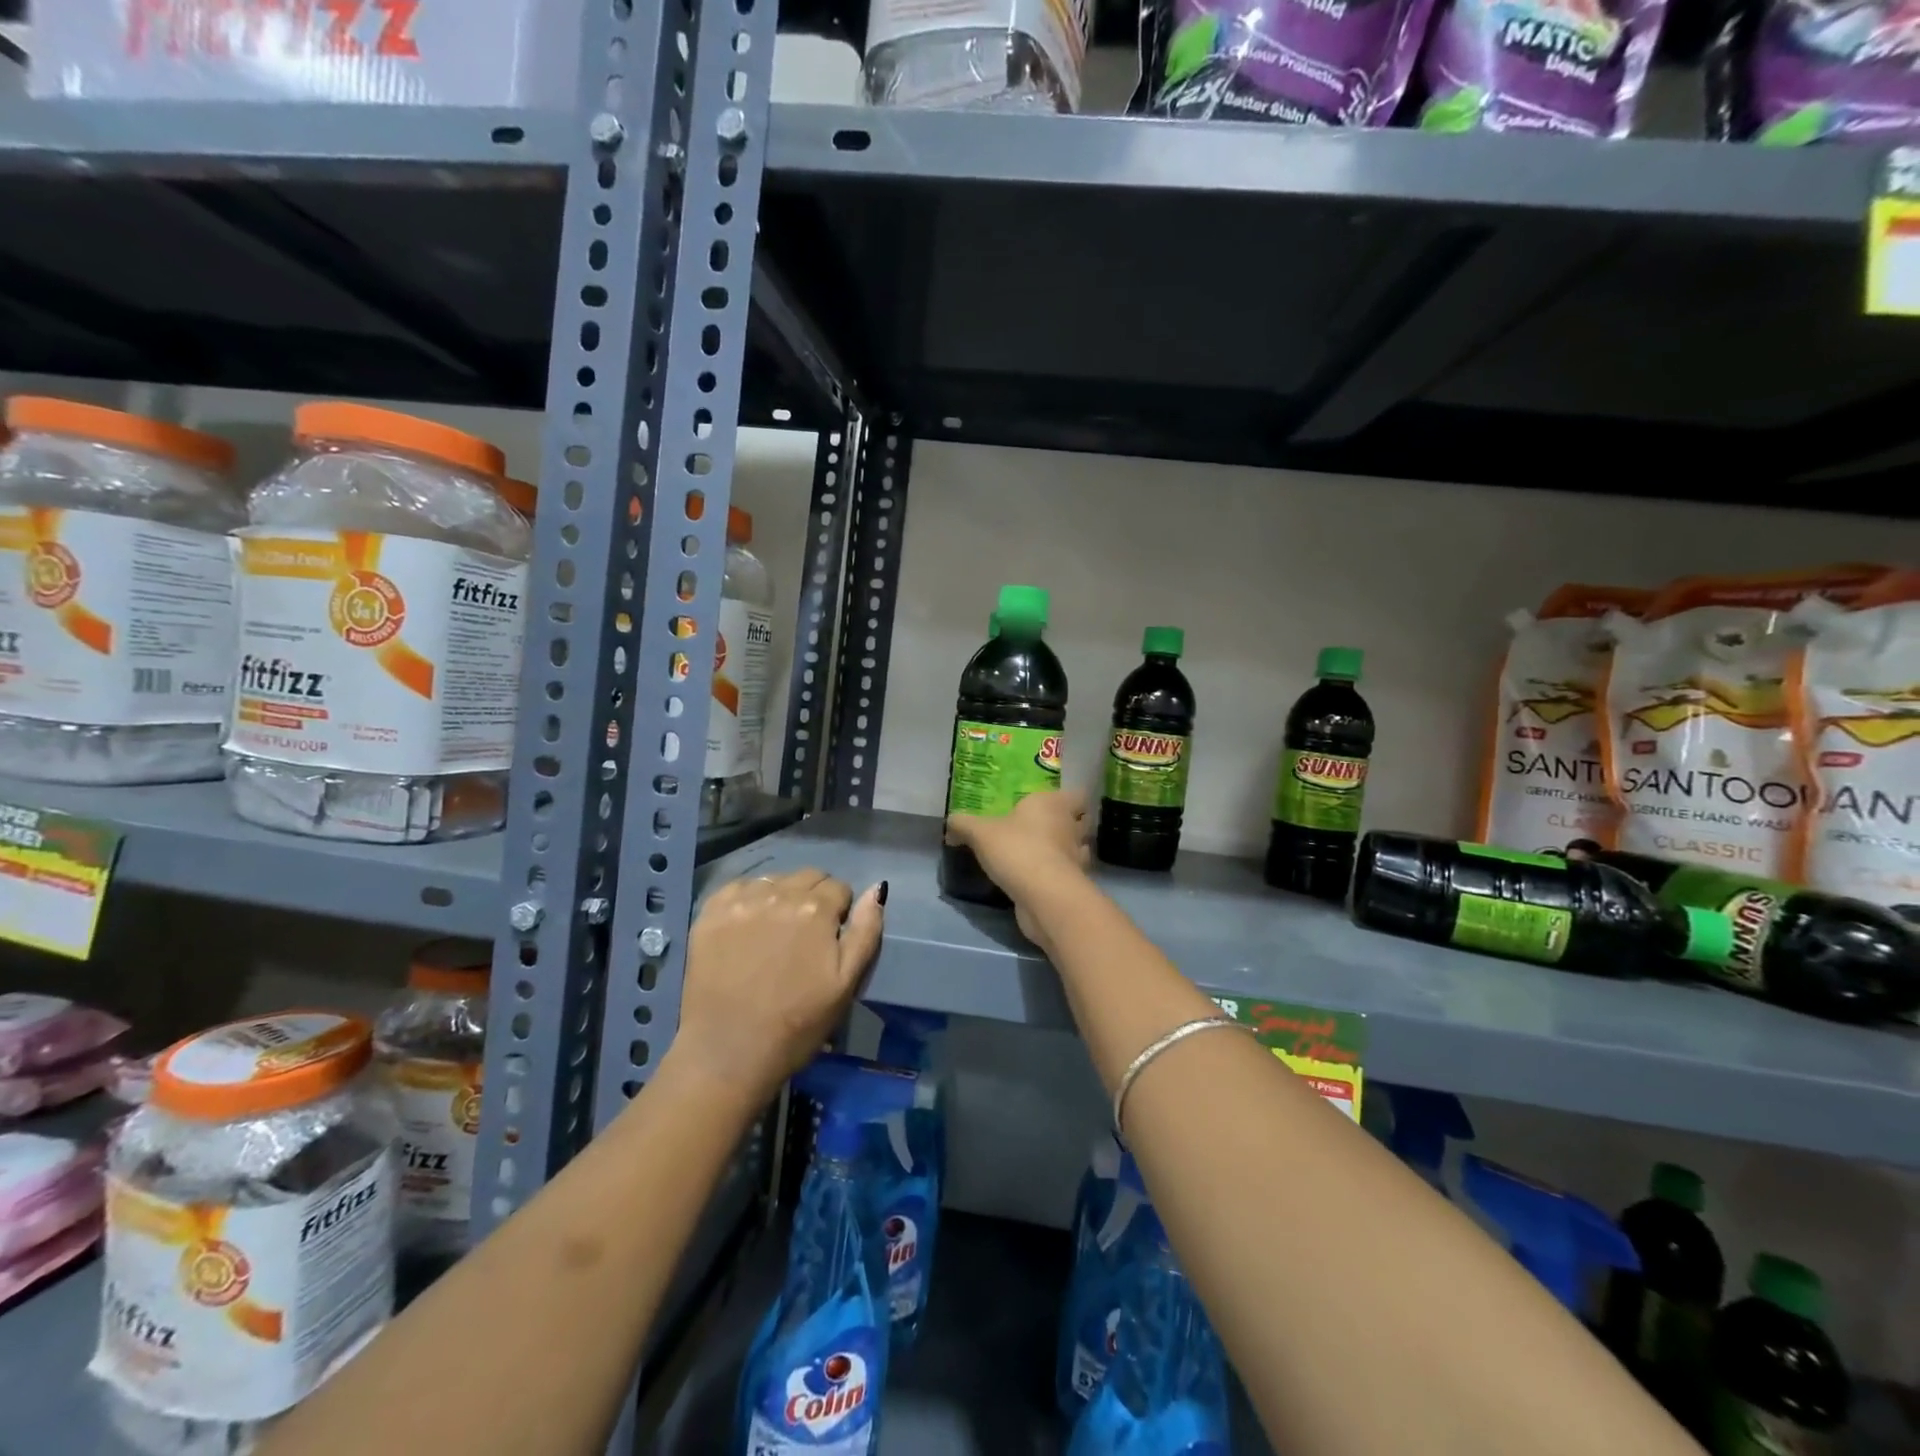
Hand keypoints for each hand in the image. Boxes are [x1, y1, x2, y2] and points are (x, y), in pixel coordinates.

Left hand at [669, 870, 885, 1106]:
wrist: (729, 1053)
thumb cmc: (798, 1023)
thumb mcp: (847, 983)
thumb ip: (866, 931)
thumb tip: (876, 889)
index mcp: (817, 909)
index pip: (839, 888)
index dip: (840, 912)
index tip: (830, 939)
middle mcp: (779, 894)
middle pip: (808, 877)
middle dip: (813, 898)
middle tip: (804, 937)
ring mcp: (741, 901)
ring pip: (773, 880)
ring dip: (781, 897)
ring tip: (774, 933)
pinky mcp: (710, 914)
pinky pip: (737, 888)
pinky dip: (747, 900)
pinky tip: (745, 928)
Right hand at [947, 789, 1090, 943]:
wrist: (1044, 896)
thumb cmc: (1017, 849)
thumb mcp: (980, 832)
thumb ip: (963, 824)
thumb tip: (951, 823)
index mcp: (1054, 804)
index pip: (1078, 794)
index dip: (1069, 798)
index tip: (1050, 804)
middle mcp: (1070, 826)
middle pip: (1080, 821)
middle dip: (1067, 824)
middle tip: (1041, 828)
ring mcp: (1076, 857)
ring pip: (1077, 848)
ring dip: (1064, 850)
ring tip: (1040, 853)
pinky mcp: (1074, 884)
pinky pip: (1068, 873)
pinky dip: (1057, 874)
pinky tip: (1039, 877)